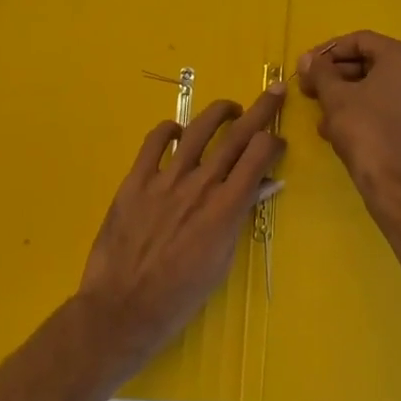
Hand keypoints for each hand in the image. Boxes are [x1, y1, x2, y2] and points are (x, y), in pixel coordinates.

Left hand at [77, 84, 286, 368]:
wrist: (123, 309)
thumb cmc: (180, 296)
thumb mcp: (221, 261)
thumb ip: (239, 217)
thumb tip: (262, 186)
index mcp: (225, 207)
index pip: (259, 155)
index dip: (273, 141)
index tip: (277, 142)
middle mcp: (200, 185)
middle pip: (237, 135)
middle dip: (261, 110)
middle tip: (275, 91)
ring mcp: (165, 179)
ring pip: (197, 130)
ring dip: (219, 112)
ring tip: (230, 109)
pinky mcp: (135, 181)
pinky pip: (154, 142)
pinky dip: (169, 129)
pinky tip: (177, 130)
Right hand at [295, 31, 400, 201]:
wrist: (397, 187)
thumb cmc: (365, 132)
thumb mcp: (335, 97)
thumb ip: (320, 72)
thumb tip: (308, 59)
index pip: (360, 40)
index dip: (328, 51)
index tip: (306, 66)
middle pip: (370, 65)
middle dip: (335, 76)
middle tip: (309, 90)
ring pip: (377, 90)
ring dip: (345, 98)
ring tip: (322, 117)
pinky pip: (388, 110)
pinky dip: (364, 114)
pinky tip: (341, 133)